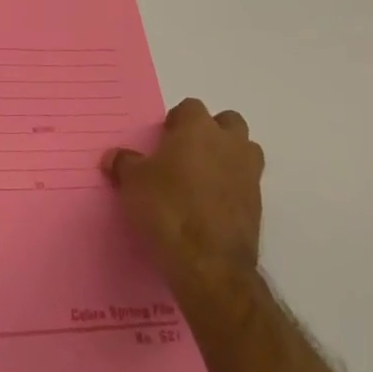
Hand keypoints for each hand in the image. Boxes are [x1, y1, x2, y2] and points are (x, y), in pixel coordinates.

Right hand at [103, 99, 264, 304]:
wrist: (208, 264)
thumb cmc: (167, 209)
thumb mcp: (133, 183)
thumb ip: (124, 163)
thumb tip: (114, 157)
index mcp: (198, 128)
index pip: (191, 107)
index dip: (177, 122)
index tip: (163, 141)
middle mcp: (228, 144)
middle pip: (228, 123)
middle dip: (212, 132)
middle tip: (188, 154)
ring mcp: (248, 174)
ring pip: (245, 151)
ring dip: (229, 157)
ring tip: (203, 179)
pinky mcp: (258, 206)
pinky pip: (246, 184)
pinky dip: (233, 189)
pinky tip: (211, 207)